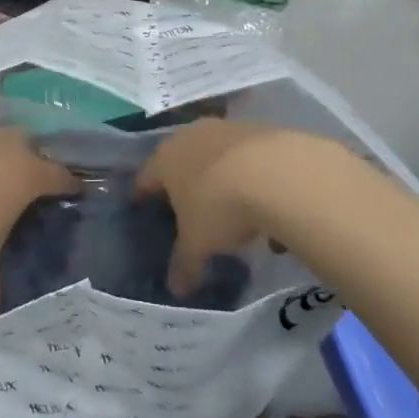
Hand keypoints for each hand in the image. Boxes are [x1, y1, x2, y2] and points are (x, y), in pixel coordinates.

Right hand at [135, 119, 301, 293]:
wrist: (278, 172)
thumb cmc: (219, 206)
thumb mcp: (198, 243)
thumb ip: (185, 264)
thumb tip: (176, 288)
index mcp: (165, 159)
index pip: (145, 178)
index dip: (142, 195)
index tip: (140, 206)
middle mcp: (191, 137)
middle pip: (181, 161)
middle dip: (184, 183)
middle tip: (188, 207)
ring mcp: (226, 129)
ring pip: (217, 156)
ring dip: (222, 179)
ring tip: (235, 210)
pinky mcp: (260, 129)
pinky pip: (249, 157)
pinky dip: (253, 177)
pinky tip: (269, 203)